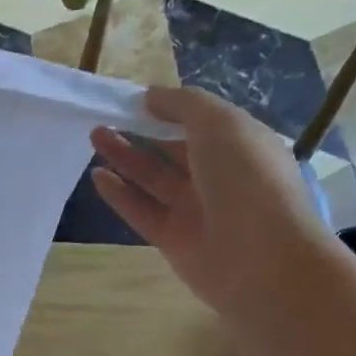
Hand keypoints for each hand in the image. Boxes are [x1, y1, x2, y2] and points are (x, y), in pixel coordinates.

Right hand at [89, 86, 327, 320]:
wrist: (261, 259)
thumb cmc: (247, 179)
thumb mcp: (220, 123)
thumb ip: (183, 104)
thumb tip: (151, 96)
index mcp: (241, 146)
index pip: (201, 122)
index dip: (169, 109)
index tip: (135, 99)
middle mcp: (219, 177)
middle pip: (173, 150)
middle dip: (141, 132)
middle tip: (106, 117)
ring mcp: (196, 211)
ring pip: (154, 180)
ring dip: (125, 158)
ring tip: (94, 136)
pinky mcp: (173, 240)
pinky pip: (142, 212)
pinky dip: (120, 194)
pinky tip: (97, 176)